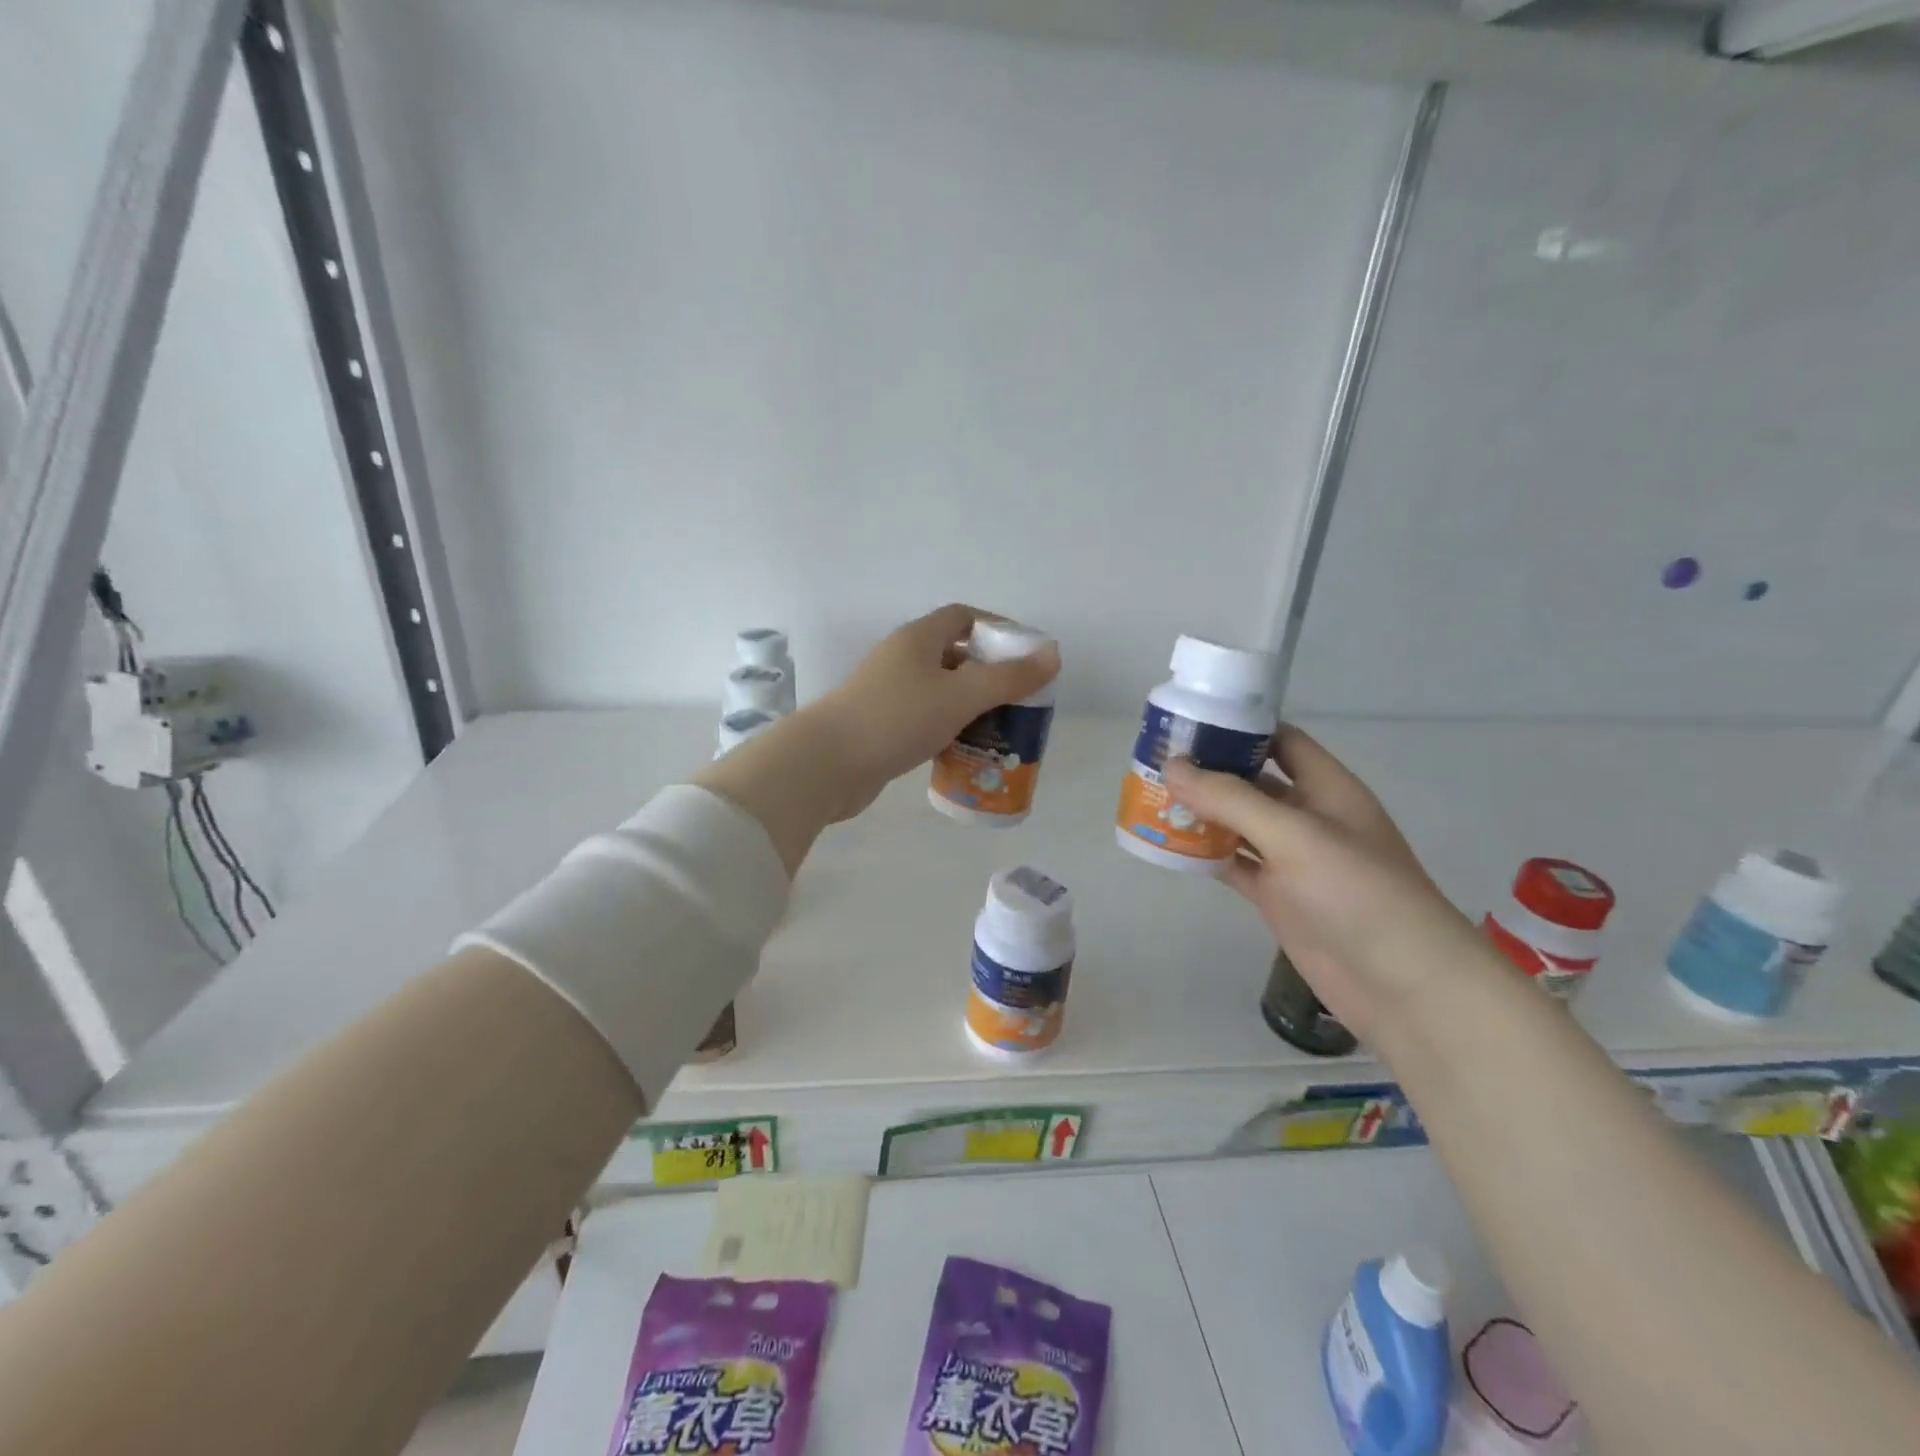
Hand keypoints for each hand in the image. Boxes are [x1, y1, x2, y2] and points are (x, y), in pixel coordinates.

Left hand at [699, 605, 1058, 873]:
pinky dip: (949, 728)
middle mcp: (902, 659)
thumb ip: (1008, 678)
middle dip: (990, 673)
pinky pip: (926, 718)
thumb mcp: (959, 696)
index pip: (964, 617)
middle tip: (1020, 699)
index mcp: (918, 639)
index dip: (998, 629)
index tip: (1027, 655)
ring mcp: (889, 693)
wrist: (827, 763)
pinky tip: (967, 750)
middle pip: (955, 655)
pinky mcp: (882, 725)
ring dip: (971, 705)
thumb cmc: (896, 718)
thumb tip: (1052, 655)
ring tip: (1002, 728)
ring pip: (941, 691)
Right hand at [1162, 728, 1484, 1042]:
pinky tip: (1169, 846)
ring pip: (1238, 825)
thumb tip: (1173, 765)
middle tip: (1156, 761)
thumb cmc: (1356, 892)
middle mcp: (1308, 817)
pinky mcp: (1278, 896)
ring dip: (1201, 813)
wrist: (1401, 984)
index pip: (1281, 742)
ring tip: (1151, 798)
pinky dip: (1204, 854)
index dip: (1240, 729)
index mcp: (1326, 788)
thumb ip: (1231, 799)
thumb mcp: (1294, 834)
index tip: (1189, 723)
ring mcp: (1292, 859)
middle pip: (1253, 782)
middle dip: (1210, 772)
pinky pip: (1234, 864)